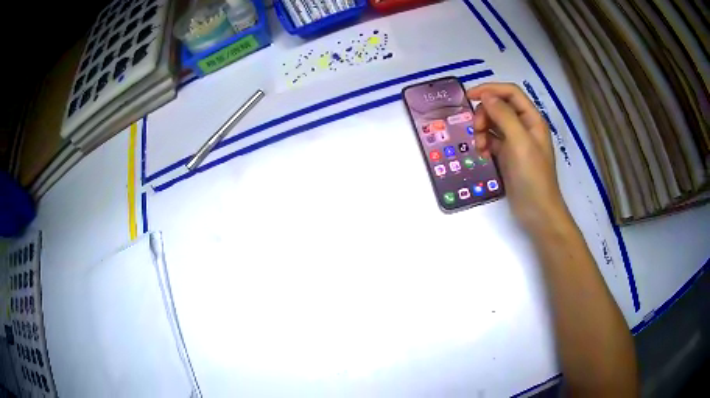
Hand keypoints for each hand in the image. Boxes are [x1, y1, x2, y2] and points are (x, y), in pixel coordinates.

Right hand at [466, 83, 566, 230]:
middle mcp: (524, 126)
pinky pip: (492, 140)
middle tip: (476, 130)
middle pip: (499, 107)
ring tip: (479, 147)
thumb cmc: (532, 176)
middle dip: (484, 115)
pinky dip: (484, 143)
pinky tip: (482, 155)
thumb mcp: (519, 142)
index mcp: (532, 119)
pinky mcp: (508, 155)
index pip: (510, 93)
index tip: (469, 97)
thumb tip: (486, 95)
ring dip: (482, 130)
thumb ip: (503, 115)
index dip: (490, 89)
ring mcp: (516, 141)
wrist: (537, 211)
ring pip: (493, 123)